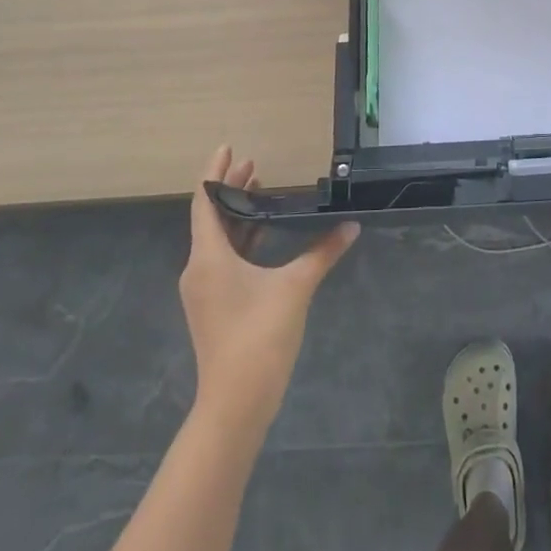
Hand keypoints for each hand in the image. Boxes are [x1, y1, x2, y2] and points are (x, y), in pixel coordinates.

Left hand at [180, 147, 358, 435]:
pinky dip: (240, 238)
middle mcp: (199, 268)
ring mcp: (204, 290)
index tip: (230, 147)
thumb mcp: (296, 287)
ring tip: (261, 189)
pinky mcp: (213, 306)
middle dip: (231, 188)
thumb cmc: (259, 336)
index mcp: (209, 257)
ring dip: (237, 213)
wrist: (236, 403)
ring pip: (217, 239)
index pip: (205, 200)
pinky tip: (263, 232)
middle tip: (255, 163)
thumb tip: (351, 226)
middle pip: (211, 217)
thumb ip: (322, 252)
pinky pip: (223, 258)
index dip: (216, 172)